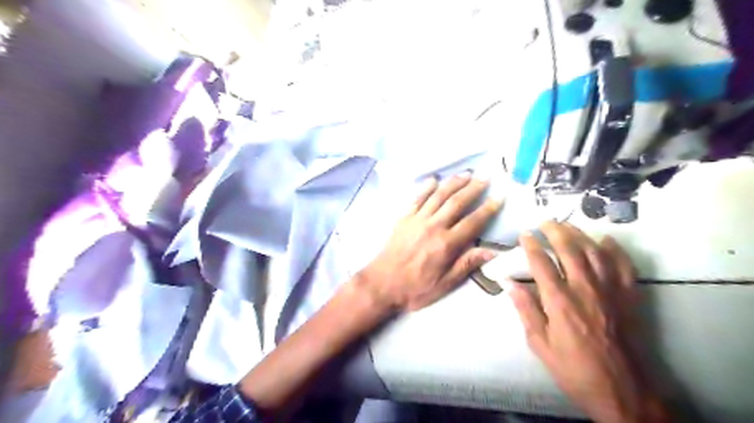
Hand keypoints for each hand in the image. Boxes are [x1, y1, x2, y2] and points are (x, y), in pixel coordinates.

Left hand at [357, 172, 498, 313]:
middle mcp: (434, 226)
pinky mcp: (403, 218)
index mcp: (446, 244)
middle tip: (485, 177)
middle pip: (456, 202)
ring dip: (453, 183)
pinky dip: (426, 187)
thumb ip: (467, 265)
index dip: (488, 209)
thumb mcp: (444, 284)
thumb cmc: (415, 288)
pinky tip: (434, 179)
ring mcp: (417, 219)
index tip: (499, 197)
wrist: (381, 284)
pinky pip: (416, 198)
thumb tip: (492, 251)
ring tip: (466, 174)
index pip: (473, 222)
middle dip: (473, 188)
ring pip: (438, 195)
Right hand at [509, 224, 667, 421]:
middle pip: (569, 249)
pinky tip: (605, 241)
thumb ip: (525, 309)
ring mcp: (610, 290)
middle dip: (555, 231)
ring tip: (567, 225)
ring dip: (579, 234)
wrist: (623, 390)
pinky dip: (614, 249)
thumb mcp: (540, 344)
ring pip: (594, 251)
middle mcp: (584, 289)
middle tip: (545, 222)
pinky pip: (623, 265)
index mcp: (559, 301)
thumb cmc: (574, 368)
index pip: (541, 262)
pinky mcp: (629, 296)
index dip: (531, 245)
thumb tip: (508, 283)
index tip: (524, 234)